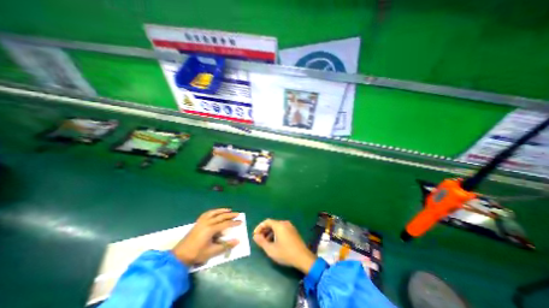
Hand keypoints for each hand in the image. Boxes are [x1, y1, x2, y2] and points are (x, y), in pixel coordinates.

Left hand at [171, 208, 239, 264]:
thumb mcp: (212, 252)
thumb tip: (237, 241)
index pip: (225, 224)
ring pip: (214, 212)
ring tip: (229, 210)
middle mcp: (207, 222)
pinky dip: (214, 211)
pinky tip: (216, 212)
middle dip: (230, 215)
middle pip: (221, 216)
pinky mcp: (198, 222)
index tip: (240, 222)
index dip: (234, 223)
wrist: (180, 255)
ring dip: (222, 210)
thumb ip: (225, 246)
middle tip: (238, 214)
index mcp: (210, 229)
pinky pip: (207, 213)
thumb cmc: (197, 254)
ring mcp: (201, 221)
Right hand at [254, 219, 317, 273]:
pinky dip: (276, 233)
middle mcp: (285, 223)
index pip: (267, 222)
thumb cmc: (286, 253)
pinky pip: (282, 229)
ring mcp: (290, 226)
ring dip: (270, 233)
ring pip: (277, 227)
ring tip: (266, 242)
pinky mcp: (293, 231)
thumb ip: (261, 242)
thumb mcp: (271, 249)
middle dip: (264, 230)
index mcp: (279, 225)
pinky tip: (275, 242)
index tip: (255, 235)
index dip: (259, 227)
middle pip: (272, 223)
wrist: (303, 257)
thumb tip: (255, 236)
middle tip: (259, 239)